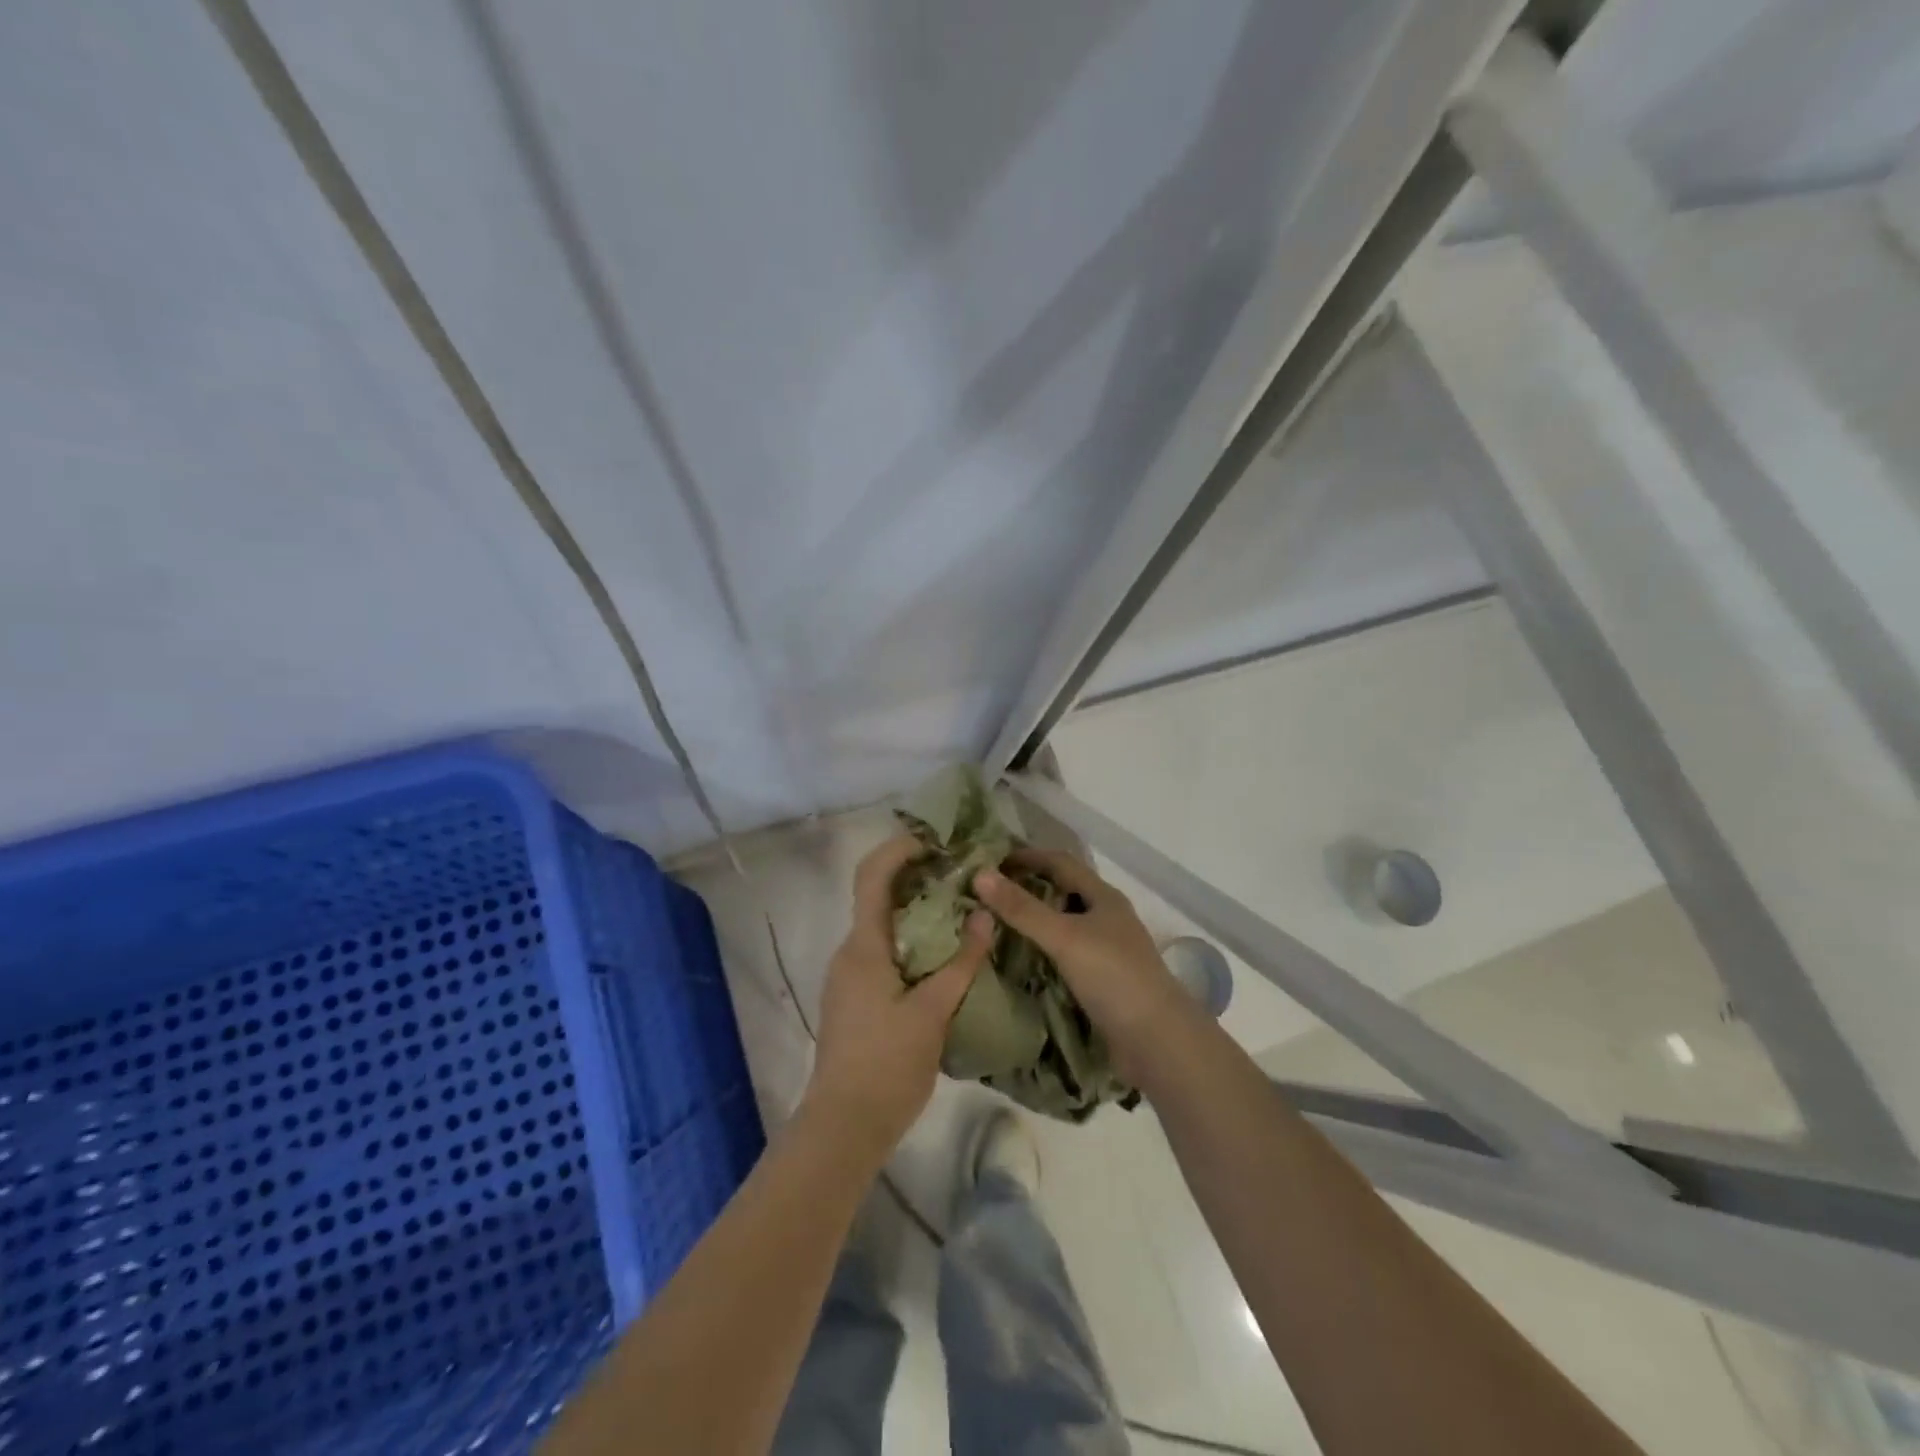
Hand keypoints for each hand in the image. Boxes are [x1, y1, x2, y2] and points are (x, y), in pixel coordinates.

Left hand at [803, 835, 991, 1162]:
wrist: (843, 1127)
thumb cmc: (887, 1066)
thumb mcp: (933, 1013)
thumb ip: (961, 963)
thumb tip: (984, 915)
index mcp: (863, 947)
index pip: (873, 876)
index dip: (900, 848)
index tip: (938, 839)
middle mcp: (850, 952)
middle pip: (878, 895)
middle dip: (917, 876)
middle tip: (962, 872)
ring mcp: (849, 976)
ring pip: (883, 926)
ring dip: (917, 910)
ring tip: (962, 908)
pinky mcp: (855, 997)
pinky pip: (883, 951)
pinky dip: (911, 939)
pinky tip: (944, 954)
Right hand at [972, 850, 1187, 1080]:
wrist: (1158, 1041)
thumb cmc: (1114, 977)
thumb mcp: (1064, 937)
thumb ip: (1022, 909)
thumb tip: (980, 874)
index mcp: (1103, 897)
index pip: (1059, 862)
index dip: (1026, 857)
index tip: (990, 862)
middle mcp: (1105, 918)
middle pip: (1061, 892)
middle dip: (1026, 889)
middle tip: (985, 895)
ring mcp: (1105, 950)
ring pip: (1062, 925)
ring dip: (1032, 922)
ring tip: (993, 925)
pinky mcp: (1101, 981)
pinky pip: (1063, 955)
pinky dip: (1040, 952)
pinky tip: (1018, 961)